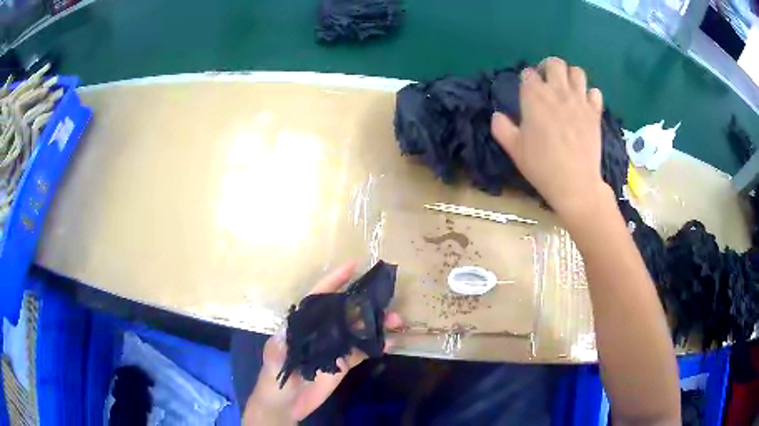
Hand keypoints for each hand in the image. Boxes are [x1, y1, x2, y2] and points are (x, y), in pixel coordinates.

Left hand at [243, 262, 402, 423]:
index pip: (317, 299)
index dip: (333, 281)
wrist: (284, 408)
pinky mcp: (342, 365)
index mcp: (302, 327)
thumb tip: (287, 330)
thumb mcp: (272, 365)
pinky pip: (362, 352)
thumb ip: (278, 351)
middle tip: (388, 302)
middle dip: (365, 304)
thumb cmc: (272, 383)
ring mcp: (333, 348)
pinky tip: (391, 343)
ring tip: (396, 321)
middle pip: (344, 313)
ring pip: (357, 330)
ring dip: (376, 324)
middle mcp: (319, 333)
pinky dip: (377, 346)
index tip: (353, 266)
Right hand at [491, 57, 611, 223]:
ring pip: (577, 72)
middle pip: (554, 63)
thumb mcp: (513, 148)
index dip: (526, 80)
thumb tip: (497, 115)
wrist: (574, 183)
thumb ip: (501, 127)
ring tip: (567, 90)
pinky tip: (584, 105)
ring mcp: (579, 100)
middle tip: (547, 82)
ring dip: (570, 76)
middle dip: (548, 68)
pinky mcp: (595, 113)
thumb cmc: (541, 165)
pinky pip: (595, 92)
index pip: (528, 73)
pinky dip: (589, 95)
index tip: (527, 92)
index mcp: (534, 96)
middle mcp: (557, 91)